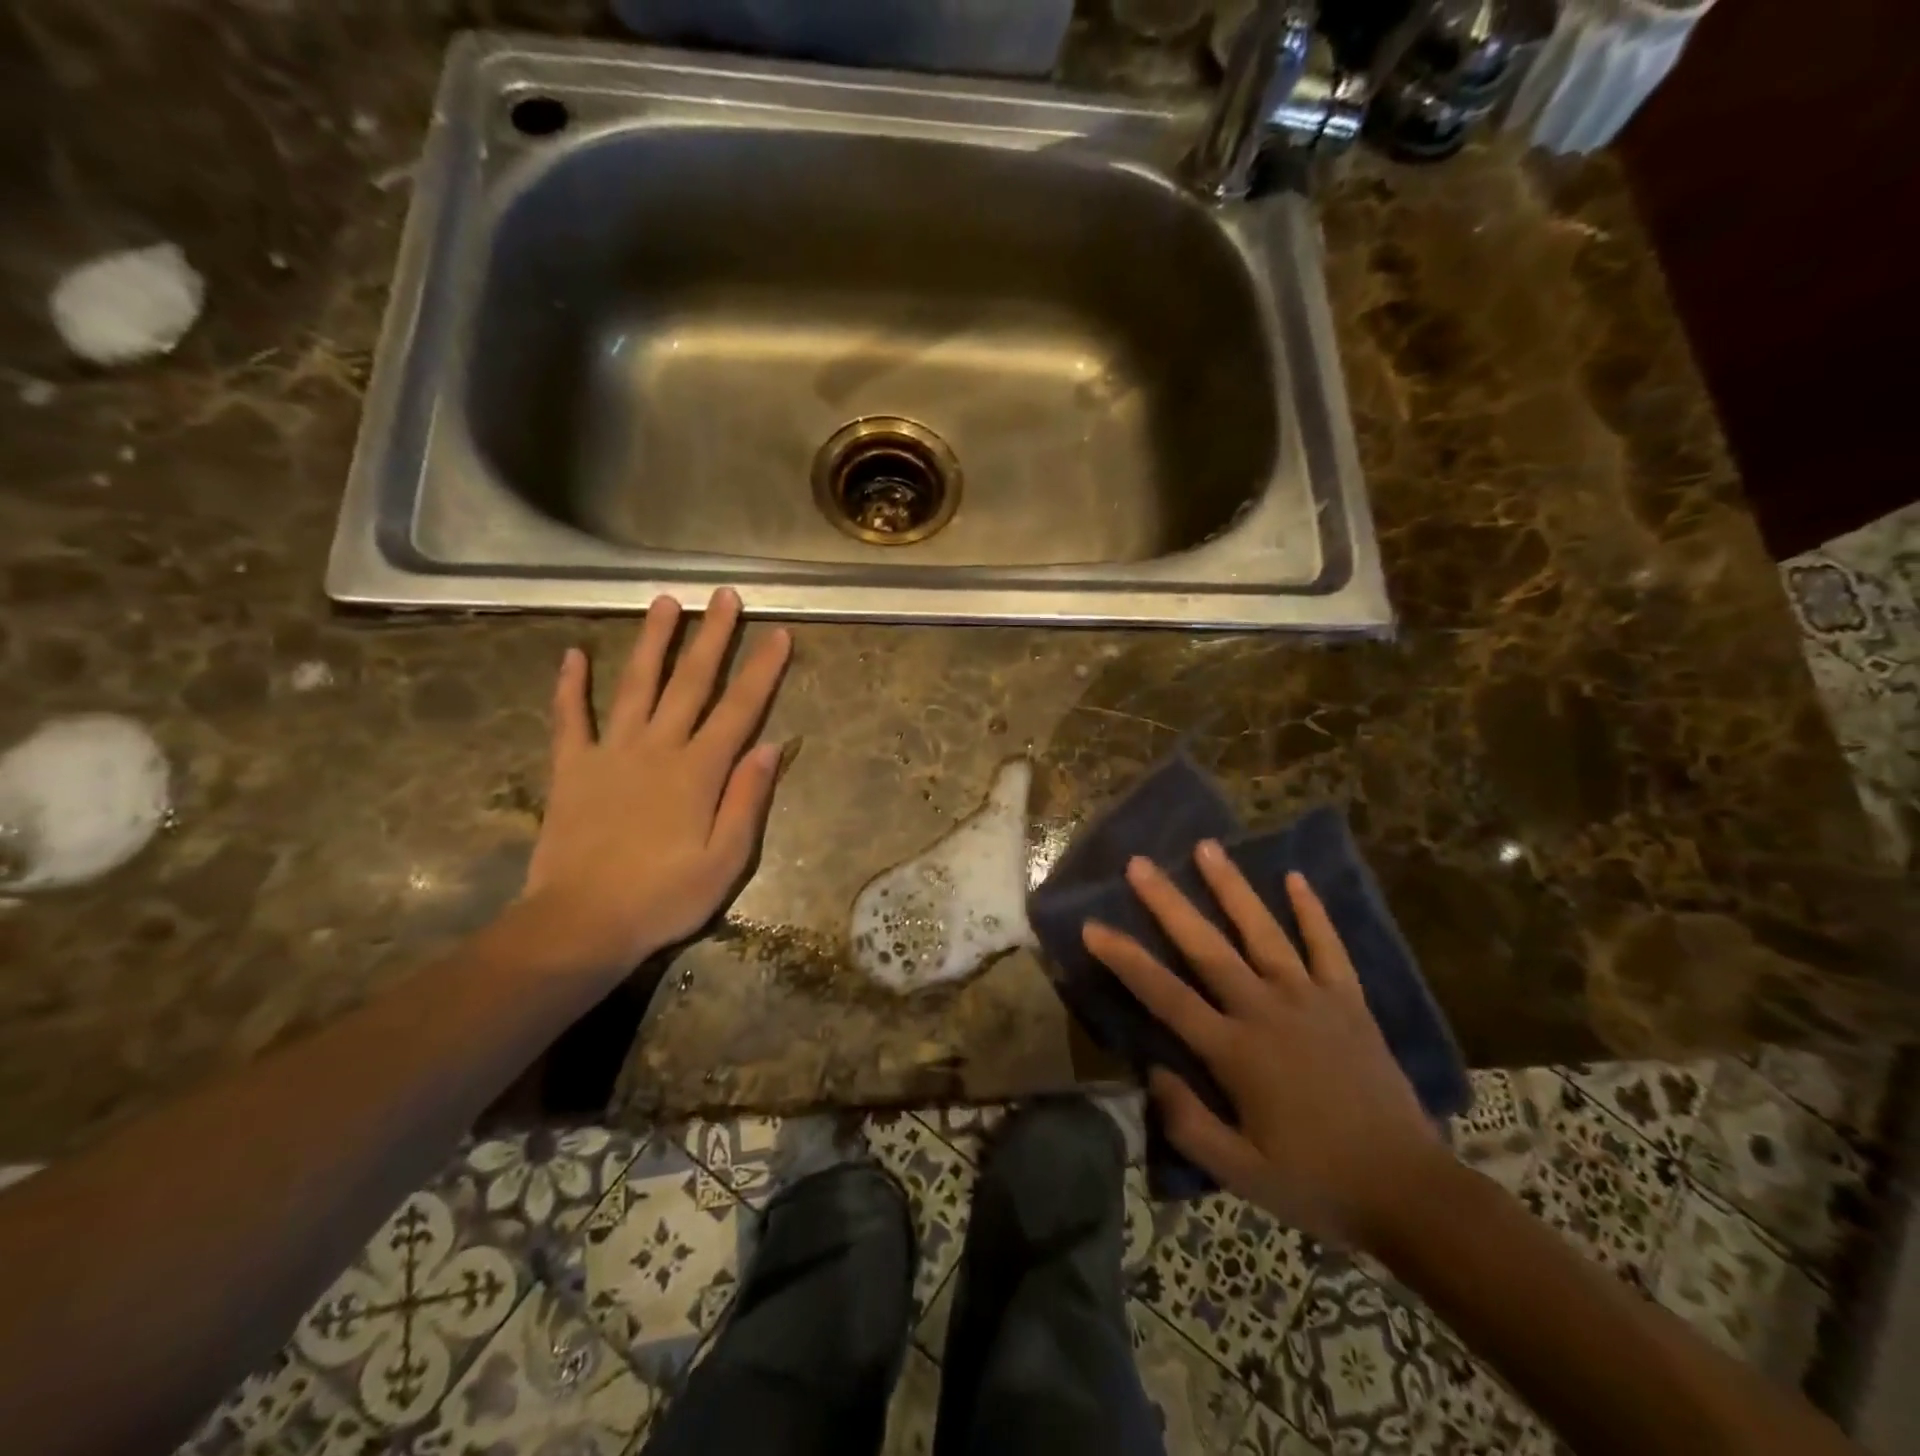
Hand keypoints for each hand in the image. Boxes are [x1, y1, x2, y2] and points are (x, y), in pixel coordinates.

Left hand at [520, 588, 790, 976]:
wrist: (581, 924)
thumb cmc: (664, 898)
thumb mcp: (726, 861)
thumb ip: (748, 800)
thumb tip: (770, 746)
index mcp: (699, 772)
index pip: (739, 709)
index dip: (762, 670)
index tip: (778, 633)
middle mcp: (657, 749)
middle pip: (690, 683)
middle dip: (711, 637)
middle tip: (724, 596)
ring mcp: (610, 754)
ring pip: (635, 686)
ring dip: (651, 642)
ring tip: (664, 602)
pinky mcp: (572, 769)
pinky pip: (570, 719)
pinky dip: (570, 687)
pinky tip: (573, 655)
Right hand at [1082, 843, 1443, 1247]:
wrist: (1411, 1193)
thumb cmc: (1317, 1184)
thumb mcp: (1241, 1174)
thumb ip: (1188, 1123)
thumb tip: (1152, 1071)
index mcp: (1236, 1052)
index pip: (1166, 995)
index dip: (1125, 959)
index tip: (1093, 927)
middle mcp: (1267, 1011)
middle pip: (1207, 947)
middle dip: (1169, 903)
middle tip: (1140, 863)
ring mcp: (1311, 1000)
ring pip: (1263, 932)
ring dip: (1232, 888)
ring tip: (1207, 847)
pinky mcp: (1348, 1002)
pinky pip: (1328, 947)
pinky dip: (1312, 912)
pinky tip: (1295, 877)